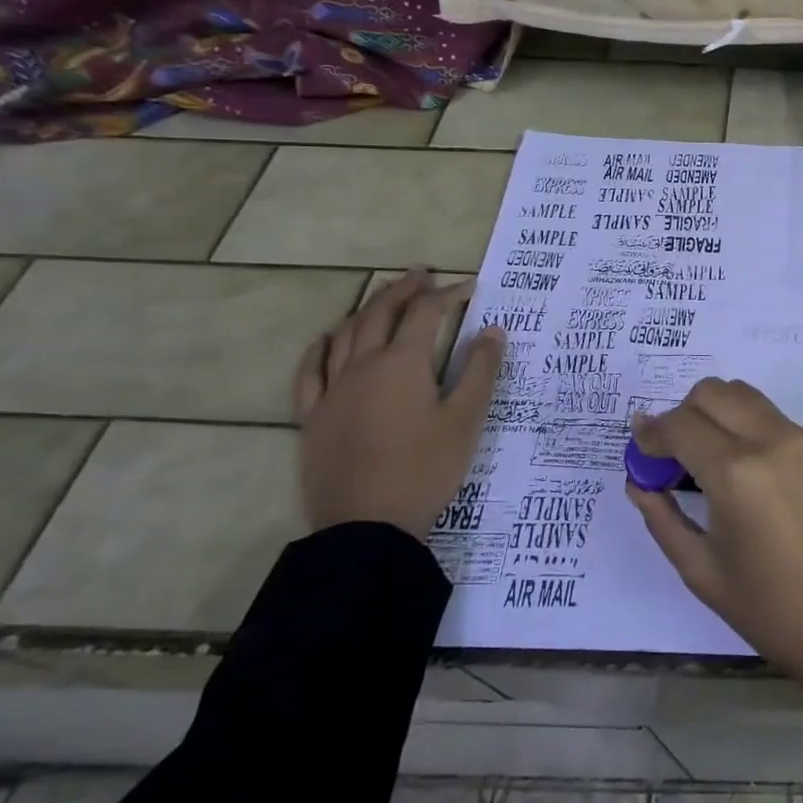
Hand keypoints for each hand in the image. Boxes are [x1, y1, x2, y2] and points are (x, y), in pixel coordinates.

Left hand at [292, 268, 503, 539]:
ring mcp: (332, 391)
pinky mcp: (312, 417)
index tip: (470, 286)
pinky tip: (328, 340)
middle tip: (421, 274)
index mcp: (402, 364)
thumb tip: (493, 330)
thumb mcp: (466, 419)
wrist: (366, 527)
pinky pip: (310, 371)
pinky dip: (321, 347)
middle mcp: (362, 366)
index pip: (426, 313)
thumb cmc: (425, 469)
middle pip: (380, 313)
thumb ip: (480, 370)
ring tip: (383, 298)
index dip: (448, 294)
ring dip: (365, 309)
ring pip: (344, 334)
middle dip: (403, 290)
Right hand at [626, 378, 802, 759]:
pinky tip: (737, 464)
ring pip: (742, 393)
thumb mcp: (704, 572)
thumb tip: (639, 482)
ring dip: (713, 411)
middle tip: (670, 457)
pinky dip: (741, 421)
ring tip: (703, 458)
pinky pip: (768, 413)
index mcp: (736, 472)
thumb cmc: (775, 612)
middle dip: (681, 415)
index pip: (680, 425)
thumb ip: (663, 519)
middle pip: (711, 392)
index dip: (651, 434)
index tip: (639, 450)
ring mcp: (799, 438)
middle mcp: (769, 439)